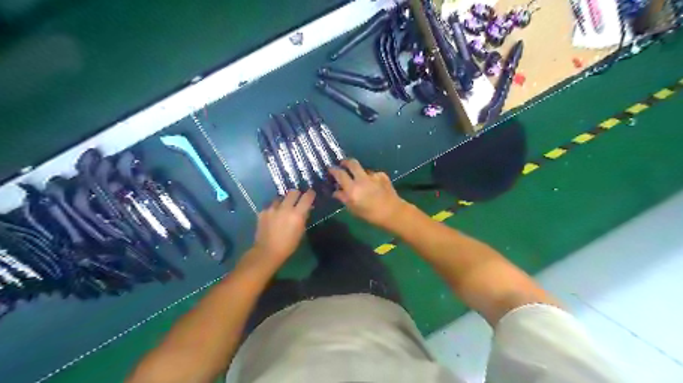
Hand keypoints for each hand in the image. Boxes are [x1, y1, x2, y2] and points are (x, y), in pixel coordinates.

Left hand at [246, 190, 315, 269]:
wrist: (267, 252)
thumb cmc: (288, 245)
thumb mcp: (301, 232)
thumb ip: (303, 218)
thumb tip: (306, 209)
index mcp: (297, 214)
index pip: (307, 197)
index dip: (310, 194)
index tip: (311, 193)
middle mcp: (285, 208)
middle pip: (293, 192)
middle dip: (297, 194)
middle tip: (297, 199)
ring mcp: (272, 209)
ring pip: (280, 197)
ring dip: (284, 201)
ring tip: (283, 208)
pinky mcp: (263, 211)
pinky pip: (271, 205)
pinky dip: (274, 208)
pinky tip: (274, 216)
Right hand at [330, 157, 407, 227]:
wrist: (393, 212)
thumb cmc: (370, 215)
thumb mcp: (353, 209)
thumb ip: (343, 198)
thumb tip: (336, 191)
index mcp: (352, 189)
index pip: (339, 174)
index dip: (333, 170)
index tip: (330, 169)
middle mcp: (362, 179)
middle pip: (352, 163)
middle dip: (345, 162)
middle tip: (342, 164)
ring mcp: (373, 176)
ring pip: (363, 169)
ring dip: (360, 173)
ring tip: (361, 181)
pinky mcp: (382, 175)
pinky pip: (373, 174)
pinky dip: (371, 178)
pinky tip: (374, 186)